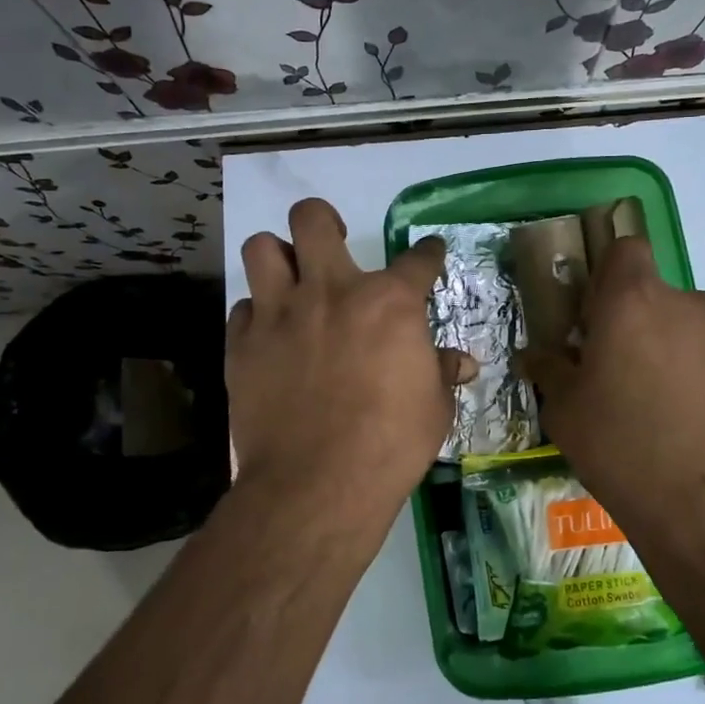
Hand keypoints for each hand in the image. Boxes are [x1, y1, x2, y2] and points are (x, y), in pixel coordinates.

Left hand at [228, 198, 469, 532]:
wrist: (317, 484)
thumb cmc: (390, 445)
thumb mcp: (433, 409)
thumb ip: (440, 373)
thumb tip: (462, 362)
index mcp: (389, 303)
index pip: (417, 259)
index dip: (428, 254)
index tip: (428, 254)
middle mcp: (331, 291)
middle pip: (313, 219)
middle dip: (324, 220)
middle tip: (332, 242)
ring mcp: (280, 314)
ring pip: (262, 248)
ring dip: (278, 257)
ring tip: (290, 280)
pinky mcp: (242, 344)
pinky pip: (243, 308)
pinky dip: (258, 315)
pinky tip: (270, 336)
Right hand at [525, 237, 704, 557]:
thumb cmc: (622, 452)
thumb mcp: (565, 414)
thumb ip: (549, 370)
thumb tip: (535, 354)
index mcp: (633, 303)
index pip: (626, 249)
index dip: (610, 276)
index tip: (599, 319)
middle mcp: (690, 305)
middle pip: (660, 298)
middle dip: (642, 326)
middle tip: (628, 379)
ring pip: (697, 330)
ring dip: (680, 354)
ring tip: (673, 412)